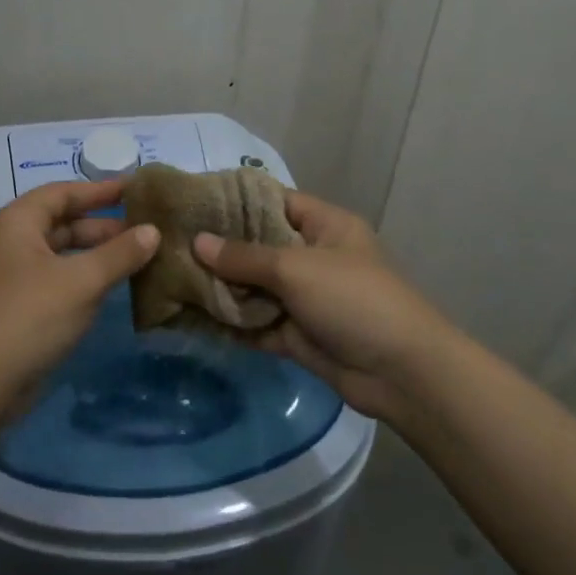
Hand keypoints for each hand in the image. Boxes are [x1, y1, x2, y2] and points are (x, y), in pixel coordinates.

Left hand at [0, 178, 159, 396]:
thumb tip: (153, 231)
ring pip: (65, 253)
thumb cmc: (31, 315)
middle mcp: (15, 242)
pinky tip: (116, 285)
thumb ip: (119, 254)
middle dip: (105, 225)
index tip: (136, 189)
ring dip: (99, 253)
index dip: (100, 190)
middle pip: (65, 222)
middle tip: (147, 229)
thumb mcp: (82, 280)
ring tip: (140, 256)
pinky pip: (62, 279)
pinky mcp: (24, 306)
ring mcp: (18, 276)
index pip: (64, 193)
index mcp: (20, 222)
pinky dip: (88, 277)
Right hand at [193, 191, 447, 419]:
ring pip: (254, 286)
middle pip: (259, 245)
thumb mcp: (296, 268)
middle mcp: (313, 256)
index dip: (236, 200)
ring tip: (173, 277)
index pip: (274, 201)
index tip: (194, 202)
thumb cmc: (353, 300)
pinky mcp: (297, 334)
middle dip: (220, 248)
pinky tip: (193, 317)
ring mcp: (305, 298)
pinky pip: (257, 322)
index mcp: (325, 226)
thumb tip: (197, 242)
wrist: (402, 374)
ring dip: (221, 287)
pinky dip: (232, 322)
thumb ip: (244, 256)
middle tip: (172, 242)